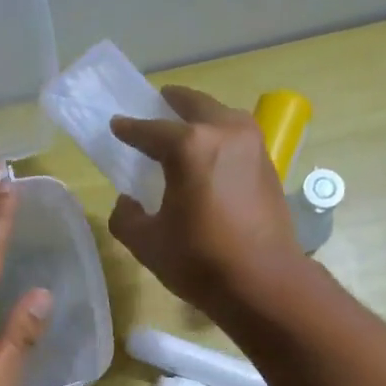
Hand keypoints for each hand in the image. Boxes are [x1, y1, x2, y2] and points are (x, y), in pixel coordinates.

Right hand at [108, 86, 303, 315]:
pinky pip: (238, 138)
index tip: (117, 126)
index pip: (150, 130)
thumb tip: (126, 202)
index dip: (129, 129)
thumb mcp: (148, 243)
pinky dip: (220, 138)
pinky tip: (210, 157)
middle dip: (172, 103)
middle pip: (194, 106)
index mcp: (189, 146)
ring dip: (202, 117)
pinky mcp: (269, 165)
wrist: (263, 282)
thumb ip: (126, 218)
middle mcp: (224, 132)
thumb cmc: (200, 261)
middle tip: (157, 104)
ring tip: (186, 128)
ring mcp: (253, 146)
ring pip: (222, 117)